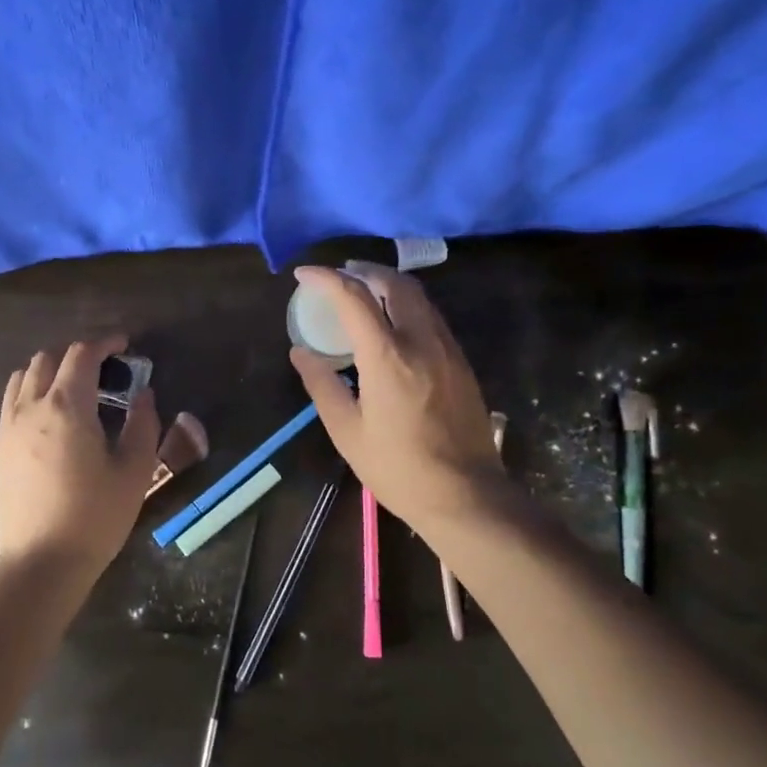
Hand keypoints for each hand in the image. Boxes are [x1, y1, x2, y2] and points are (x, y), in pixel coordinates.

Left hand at [0, 336, 160, 572]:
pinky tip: (50, 420)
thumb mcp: (134, 470)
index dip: (104, 342)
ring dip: (50, 371)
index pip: (81, 353)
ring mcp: (7, 427)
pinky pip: (11, 403)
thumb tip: (143, 395)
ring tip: (74, 390)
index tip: (123, 345)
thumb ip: (143, 424)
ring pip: (23, 377)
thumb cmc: (95, 516)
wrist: (41, 562)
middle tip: (103, 370)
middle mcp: (30, 406)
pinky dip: (31, 394)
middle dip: (76, 354)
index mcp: (68, 406)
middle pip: (47, 358)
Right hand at [289, 264, 505, 534]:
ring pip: (419, 298)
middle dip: (364, 270)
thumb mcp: (347, 431)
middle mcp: (421, 341)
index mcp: (388, 356)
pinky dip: (408, 305)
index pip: (354, 297)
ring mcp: (447, 349)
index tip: (303, 274)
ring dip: (389, 285)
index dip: (325, 278)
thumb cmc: (398, 468)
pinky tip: (394, 324)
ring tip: (365, 292)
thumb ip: (322, 384)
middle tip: (340, 274)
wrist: (466, 496)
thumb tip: (300, 352)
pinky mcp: (462, 363)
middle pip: (395, 283)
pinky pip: (432, 318)